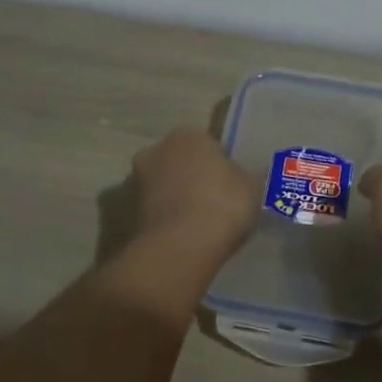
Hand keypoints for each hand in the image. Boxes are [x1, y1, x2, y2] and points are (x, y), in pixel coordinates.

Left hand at [130, 127, 257, 260]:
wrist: (182, 246)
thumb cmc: (223, 204)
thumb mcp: (252, 186)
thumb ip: (244, 176)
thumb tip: (242, 177)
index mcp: (188, 134)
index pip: (207, 145)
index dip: (220, 165)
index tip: (231, 185)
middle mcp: (157, 149)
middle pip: (180, 162)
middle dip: (192, 177)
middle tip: (213, 202)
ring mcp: (137, 181)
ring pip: (163, 186)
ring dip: (175, 198)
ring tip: (197, 223)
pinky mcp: (128, 212)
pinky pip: (156, 211)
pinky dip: (165, 219)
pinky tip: (182, 236)